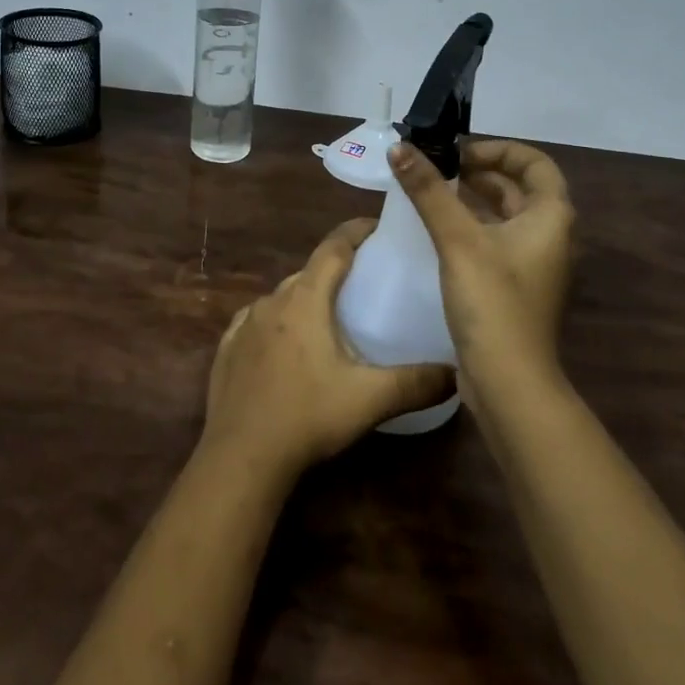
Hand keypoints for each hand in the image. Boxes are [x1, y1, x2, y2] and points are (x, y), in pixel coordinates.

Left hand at [202, 218, 455, 478]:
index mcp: (305, 299)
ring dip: (305, 300)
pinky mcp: (227, 349)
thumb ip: (416, 383)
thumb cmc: (307, 416)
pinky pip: (257, 323)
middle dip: (334, 271)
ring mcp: (244, 324)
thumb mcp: (369, 399)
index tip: (377, 227)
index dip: (356, 232)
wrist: (241, 456)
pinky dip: (277, 325)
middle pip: (308, 273)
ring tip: (329, 320)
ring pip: (282, 299)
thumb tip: (457, 373)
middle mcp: (272, 301)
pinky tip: (286, 347)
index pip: (333, 248)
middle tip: (363, 284)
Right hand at [387, 138, 575, 381]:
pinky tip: (438, 233)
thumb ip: (428, 192)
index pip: (534, 162)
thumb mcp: (458, 240)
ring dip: (473, 200)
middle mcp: (550, 236)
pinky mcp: (516, 288)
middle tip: (435, 168)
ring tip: (432, 194)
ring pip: (505, 216)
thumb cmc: (492, 302)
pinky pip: (496, 242)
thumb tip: (400, 147)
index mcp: (551, 217)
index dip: (497, 149)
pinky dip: (472, 228)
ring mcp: (534, 264)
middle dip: (478, 172)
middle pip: (518, 188)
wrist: (509, 382)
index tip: (457, 152)